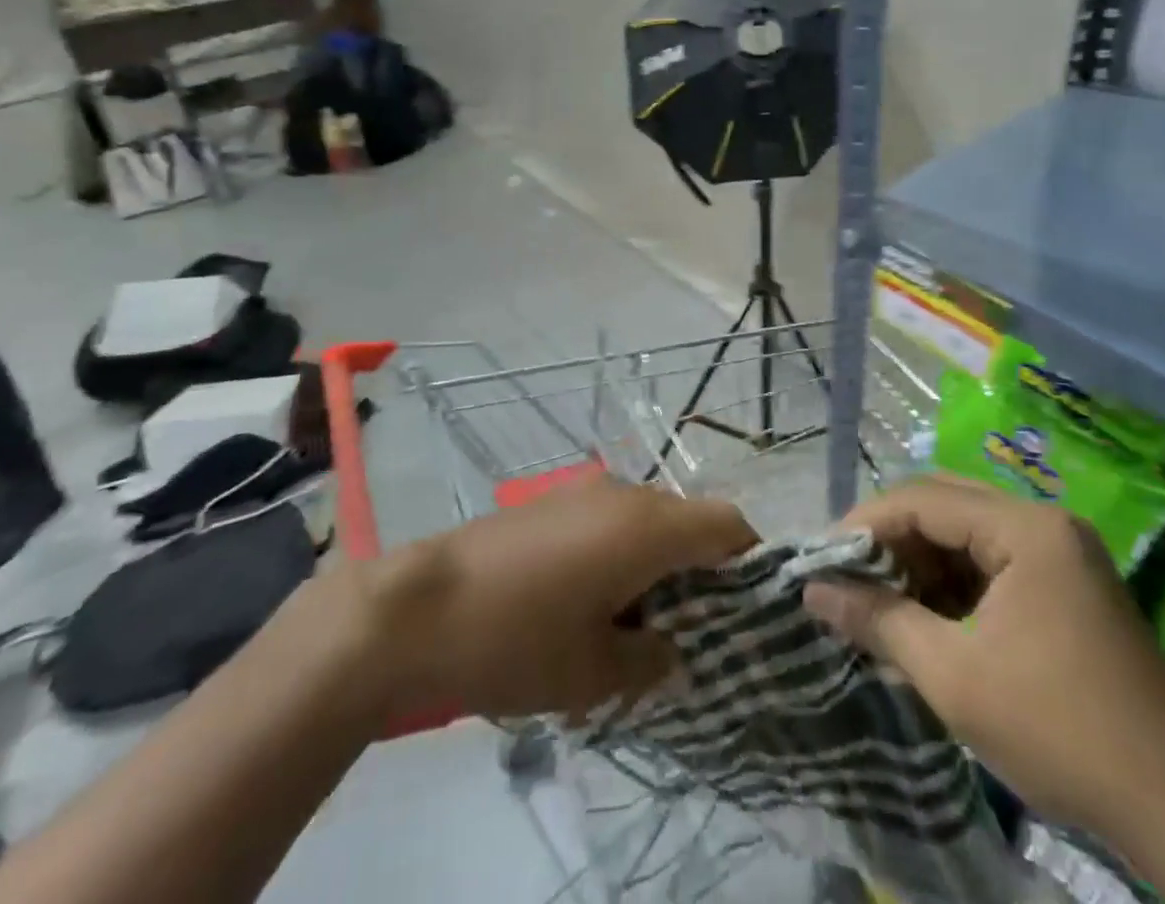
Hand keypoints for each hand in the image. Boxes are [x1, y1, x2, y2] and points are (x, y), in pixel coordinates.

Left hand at [347, 476, 757, 724]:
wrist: (415, 608)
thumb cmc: (516, 640)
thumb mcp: (592, 673)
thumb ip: (651, 662)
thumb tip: (673, 651)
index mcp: (649, 527)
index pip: (728, 523)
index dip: (748, 562)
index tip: (744, 611)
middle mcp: (625, 493)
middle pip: (689, 520)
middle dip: (700, 571)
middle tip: (688, 632)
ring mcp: (584, 491)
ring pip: (648, 519)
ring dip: (657, 562)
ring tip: (634, 623)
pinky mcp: (552, 501)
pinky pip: (610, 519)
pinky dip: (621, 552)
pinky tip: (588, 600)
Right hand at [803, 474, 1164, 845]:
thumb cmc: (1058, 731)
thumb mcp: (953, 676)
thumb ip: (879, 620)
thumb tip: (814, 590)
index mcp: (1026, 528)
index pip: (925, 499)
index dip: (866, 524)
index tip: (823, 559)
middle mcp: (1046, 523)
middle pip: (947, 506)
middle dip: (892, 539)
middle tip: (847, 575)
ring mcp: (1062, 554)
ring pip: (968, 535)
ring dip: (921, 562)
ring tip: (879, 599)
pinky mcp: (1068, 586)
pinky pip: (994, 563)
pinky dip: (953, 584)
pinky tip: (926, 616)